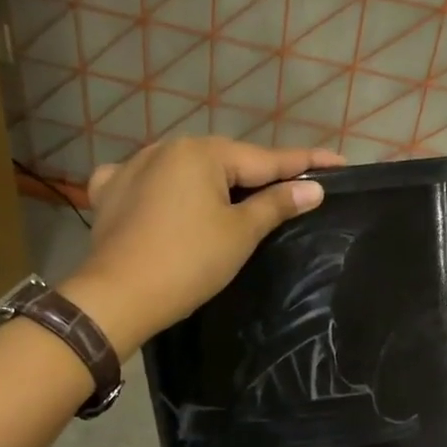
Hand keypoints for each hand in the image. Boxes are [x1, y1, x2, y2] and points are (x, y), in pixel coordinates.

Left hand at [60, 137, 344, 354]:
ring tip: (231, 198)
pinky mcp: (108, 193)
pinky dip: (162, 190)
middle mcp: (165, 148)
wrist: (117, 297)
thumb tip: (313, 188)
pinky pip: (145, 182)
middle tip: (289, 188)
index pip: (265, 159)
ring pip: (185, 170)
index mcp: (201, 153)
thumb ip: (276, 204)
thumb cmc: (188, 263)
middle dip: (255, 174)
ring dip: (210, 182)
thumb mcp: (240, 234)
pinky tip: (164, 199)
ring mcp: (130, 167)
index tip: (338, 163)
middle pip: (224, 161)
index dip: (305, 163)